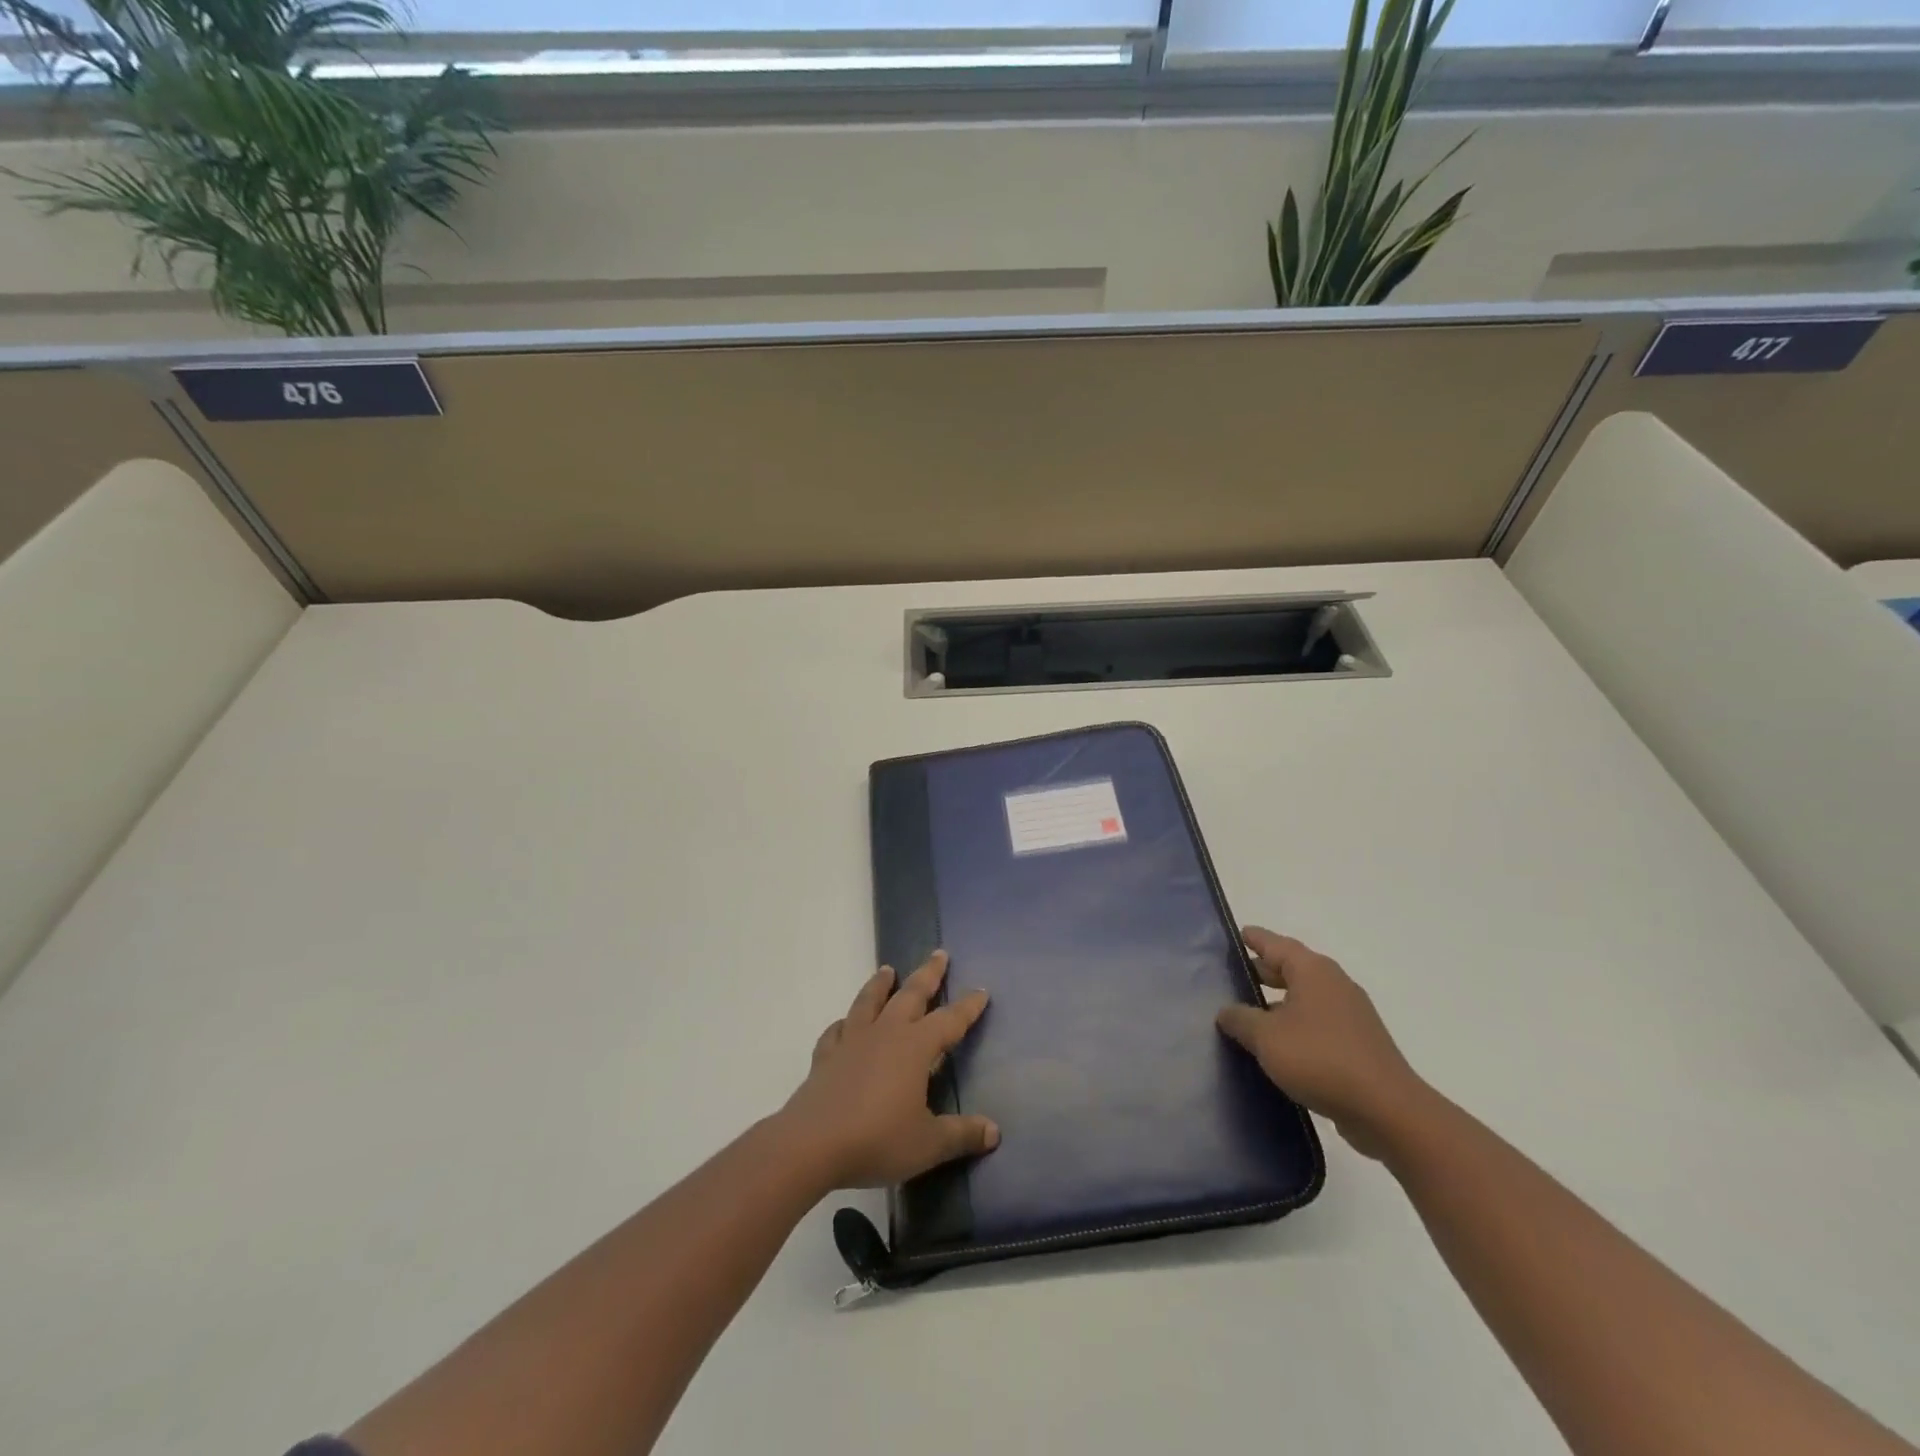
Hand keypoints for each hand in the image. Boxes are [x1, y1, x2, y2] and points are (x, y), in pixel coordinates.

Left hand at [780, 950, 999, 1190]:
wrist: (812, 1144)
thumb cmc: (877, 1140)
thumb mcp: (928, 1144)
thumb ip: (962, 1134)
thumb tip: (994, 1132)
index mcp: (915, 1048)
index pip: (949, 1020)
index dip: (967, 1007)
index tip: (981, 990)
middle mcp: (886, 1034)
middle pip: (910, 994)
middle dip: (928, 974)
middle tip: (939, 953)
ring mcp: (852, 1041)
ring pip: (869, 1001)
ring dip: (880, 984)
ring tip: (887, 969)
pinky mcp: (826, 1056)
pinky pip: (837, 1031)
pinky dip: (844, 1023)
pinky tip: (844, 1023)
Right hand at [1216, 927, 1428, 1159]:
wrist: (1387, 1111)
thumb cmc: (1320, 1059)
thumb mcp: (1266, 1037)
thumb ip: (1240, 1019)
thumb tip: (1226, 1011)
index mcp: (1312, 971)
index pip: (1274, 943)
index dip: (1253, 939)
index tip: (1235, 935)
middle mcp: (1333, 984)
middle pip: (1290, 968)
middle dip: (1262, 971)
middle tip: (1231, 977)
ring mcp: (1350, 1015)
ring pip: (1304, 998)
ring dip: (1277, 1003)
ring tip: (1247, 1015)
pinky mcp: (1358, 1044)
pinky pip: (1317, 1024)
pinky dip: (1295, 1026)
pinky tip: (1277, 1047)